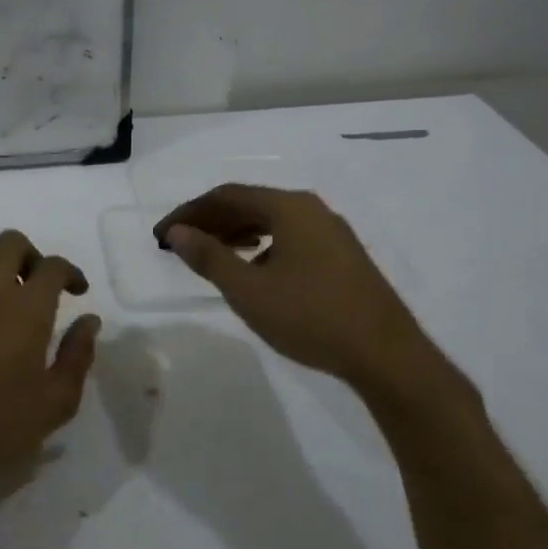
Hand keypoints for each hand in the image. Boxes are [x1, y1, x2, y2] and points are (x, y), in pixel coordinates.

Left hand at [0, 230, 100, 532]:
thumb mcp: (56, 402)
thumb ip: (78, 355)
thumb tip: (89, 321)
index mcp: (25, 308)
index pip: (52, 266)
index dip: (71, 272)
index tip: (78, 292)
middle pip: (10, 243)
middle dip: (33, 257)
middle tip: (42, 288)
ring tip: (9, 301)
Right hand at [154, 184, 439, 393]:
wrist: (385, 353)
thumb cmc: (310, 317)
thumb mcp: (249, 290)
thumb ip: (210, 257)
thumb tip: (178, 232)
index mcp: (289, 207)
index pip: (226, 195)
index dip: (189, 212)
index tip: (162, 235)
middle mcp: (312, 209)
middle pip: (250, 204)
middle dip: (211, 222)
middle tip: (180, 244)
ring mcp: (331, 232)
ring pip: (272, 221)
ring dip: (236, 233)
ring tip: (210, 254)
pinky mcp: (342, 255)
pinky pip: (290, 237)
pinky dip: (262, 246)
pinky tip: (254, 269)